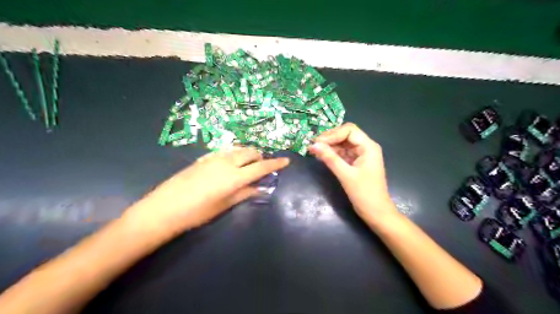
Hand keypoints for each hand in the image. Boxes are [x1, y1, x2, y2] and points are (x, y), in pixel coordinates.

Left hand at [122, 147, 288, 237]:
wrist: (164, 207)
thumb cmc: (197, 212)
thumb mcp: (224, 205)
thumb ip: (244, 193)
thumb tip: (259, 188)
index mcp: (235, 177)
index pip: (261, 167)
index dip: (275, 163)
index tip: (286, 161)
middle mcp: (227, 162)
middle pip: (250, 152)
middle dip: (260, 157)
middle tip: (261, 167)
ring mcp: (214, 157)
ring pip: (238, 149)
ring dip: (247, 154)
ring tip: (247, 166)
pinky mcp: (204, 157)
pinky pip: (226, 151)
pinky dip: (234, 155)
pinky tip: (229, 165)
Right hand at [308, 121, 394, 225]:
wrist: (376, 213)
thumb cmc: (364, 194)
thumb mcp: (346, 175)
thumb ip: (330, 158)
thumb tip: (313, 145)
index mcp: (368, 147)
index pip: (349, 130)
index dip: (332, 134)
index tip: (318, 142)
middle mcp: (366, 147)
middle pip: (345, 135)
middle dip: (329, 138)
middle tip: (313, 145)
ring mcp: (361, 155)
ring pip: (343, 144)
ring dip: (329, 146)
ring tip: (314, 150)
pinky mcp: (356, 163)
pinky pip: (343, 153)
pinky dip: (332, 154)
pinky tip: (321, 156)